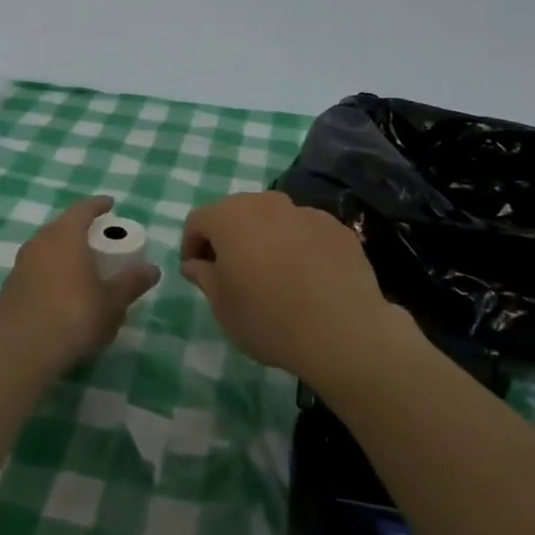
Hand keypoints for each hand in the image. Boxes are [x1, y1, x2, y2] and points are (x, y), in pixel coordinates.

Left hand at [0, 196, 159, 375]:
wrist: (20, 352)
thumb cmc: (74, 316)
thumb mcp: (112, 302)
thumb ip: (131, 282)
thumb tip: (152, 269)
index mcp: (64, 236)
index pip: (83, 209)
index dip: (98, 205)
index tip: (110, 204)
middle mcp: (39, 243)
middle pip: (61, 227)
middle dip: (80, 230)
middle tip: (99, 239)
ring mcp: (20, 266)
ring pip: (46, 249)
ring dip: (63, 253)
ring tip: (82, 267)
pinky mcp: (9, 289)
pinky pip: (35, 271)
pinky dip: (50, 274)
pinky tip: (61, 293)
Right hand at [180, 191, 405, 385]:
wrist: (342, 331)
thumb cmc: (268, 318)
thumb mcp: (222, 306)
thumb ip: (203, 276)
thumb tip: (195, 263)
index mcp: (230, 217)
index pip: (198, 220)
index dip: (191, 244)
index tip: (196, 271)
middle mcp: (267, 203)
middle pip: (237, 213)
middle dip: (229, 237)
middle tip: (231, 271)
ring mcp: (306, 212)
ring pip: (275, 219)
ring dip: (265, 239)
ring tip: (272, 275)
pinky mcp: (338, 228)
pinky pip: (306, 232)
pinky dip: (299, 246)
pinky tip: (307, 279)